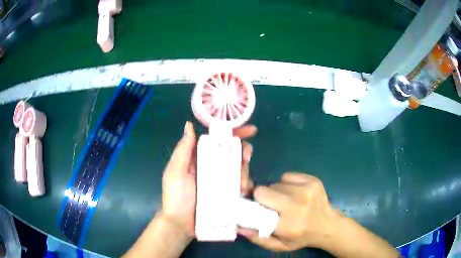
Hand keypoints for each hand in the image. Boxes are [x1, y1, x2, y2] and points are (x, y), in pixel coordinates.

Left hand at [161, 121, 256, 237]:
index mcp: (199, 158)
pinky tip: (243, 190)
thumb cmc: (176, 197)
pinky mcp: (227, 194)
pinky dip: (245, 184)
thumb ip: (183, 150)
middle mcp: (212, 166)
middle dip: (243, 151)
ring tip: (241, 184)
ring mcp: (221, 181)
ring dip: (244, 171)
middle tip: (246, 157)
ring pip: (239, 168)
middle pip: (232, 152)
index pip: (217, 140)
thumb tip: (189, 125)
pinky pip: (241, 184)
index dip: (233, 132)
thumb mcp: (176, 172)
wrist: (181, 224)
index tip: (250, 130)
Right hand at [237, 173, 339, 251]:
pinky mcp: (313, 180)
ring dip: (276, 192)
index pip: (259, 207)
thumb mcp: (279, 245)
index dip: (254, 206)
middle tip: (271, 205)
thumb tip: (238, 226)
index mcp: (288, 225)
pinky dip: (287, 183)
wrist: (327, 226)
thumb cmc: (301, 237)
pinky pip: (287, 176)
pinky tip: (295, 193)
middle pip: (264, 190)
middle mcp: (298, 205)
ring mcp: (307, 190)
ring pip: (276, 183)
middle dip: (263, 197)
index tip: (254, 208)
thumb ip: (258, 238)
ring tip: (286, 201)